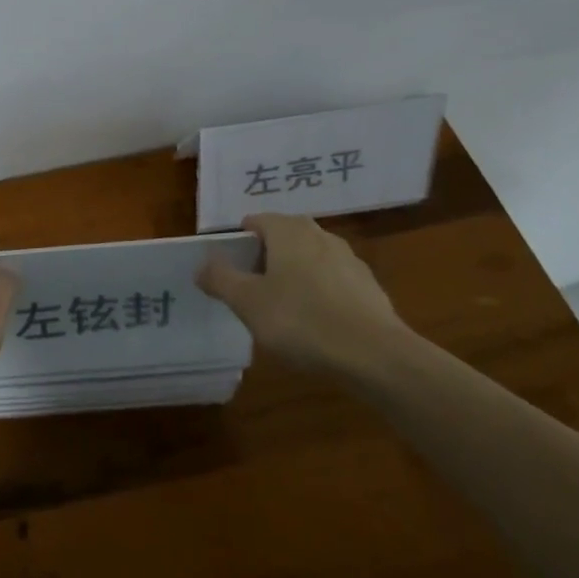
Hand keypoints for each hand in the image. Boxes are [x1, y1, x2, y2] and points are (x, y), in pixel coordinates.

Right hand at [197, 212, 418, 378]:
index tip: (230, 274)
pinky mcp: (369, 286)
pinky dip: (319, 294)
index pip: (255, 222)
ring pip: (309, 259)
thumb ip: (220, 279)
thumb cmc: (301, 320)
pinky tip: (316, 324)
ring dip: (293, 276)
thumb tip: (202, 265)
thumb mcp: (248, 302)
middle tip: (251, 292)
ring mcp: (349, 259)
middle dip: (265, 260)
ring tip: (283, 311)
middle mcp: (320, 234)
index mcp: (288, 230)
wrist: (375, 355)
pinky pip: (332, 281)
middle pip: (282, 238)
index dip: (238, 245)